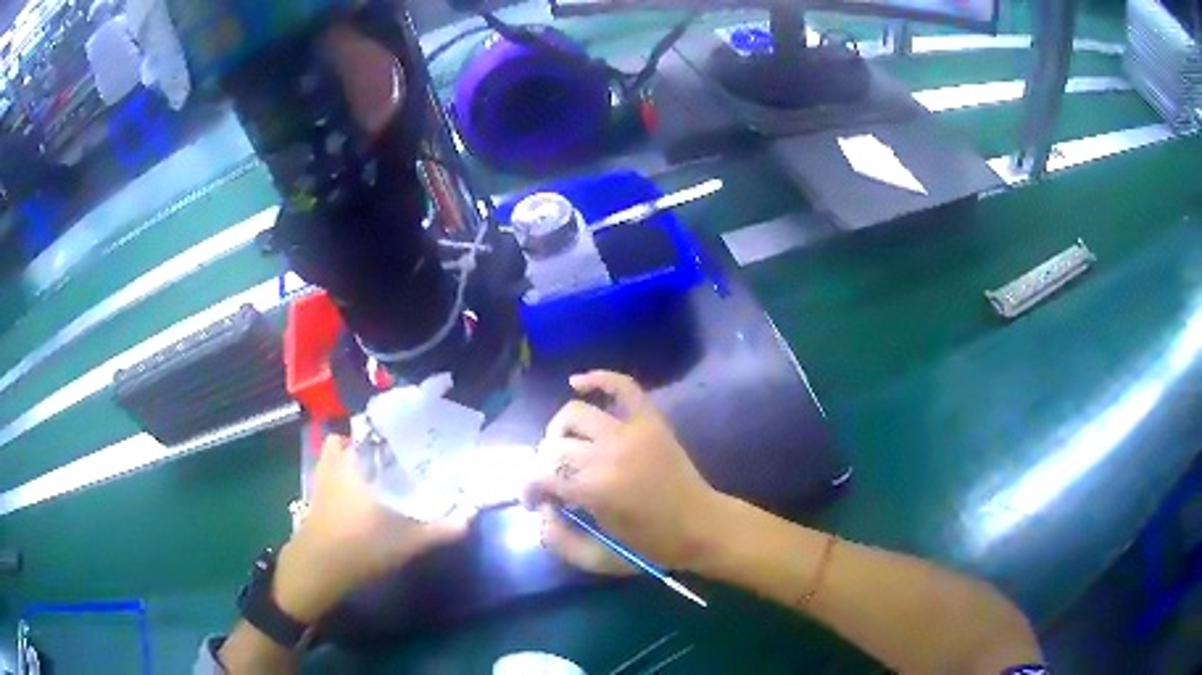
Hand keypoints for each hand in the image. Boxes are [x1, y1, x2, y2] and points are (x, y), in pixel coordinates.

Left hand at [274, 435, 472, 621]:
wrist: (319, 566)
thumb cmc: (362, 546)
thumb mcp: (408, 541)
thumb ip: (441, 528)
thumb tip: (469, 514)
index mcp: (362, 461)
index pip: (379, 429)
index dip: (397, 429)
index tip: (415, 437)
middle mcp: (340, 459)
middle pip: (359, 437)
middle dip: (378, 442)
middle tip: (401, 456)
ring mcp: (323, 474)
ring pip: (340, 450)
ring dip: (356, 452)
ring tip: (380, 468)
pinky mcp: (315, 490)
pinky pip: (330, 466)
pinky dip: (341, 468)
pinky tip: (358, 488)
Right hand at [524, 371, 722, 573]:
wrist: (701, 526)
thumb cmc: (650, 547)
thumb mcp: (597, 558)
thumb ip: (558, 539)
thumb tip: (540, 510)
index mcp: (595, 489)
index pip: (540, 475)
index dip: (528, 488)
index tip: (534, 501)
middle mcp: (609, 453)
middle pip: (554, 446)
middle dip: (543, 466)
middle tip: (554, 483)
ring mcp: (631, 431)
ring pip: (575, 413)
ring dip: (560, 431)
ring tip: (566, 450)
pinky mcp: (650, 420)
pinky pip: (622, 385)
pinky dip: (598, 378)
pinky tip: (576, 382)